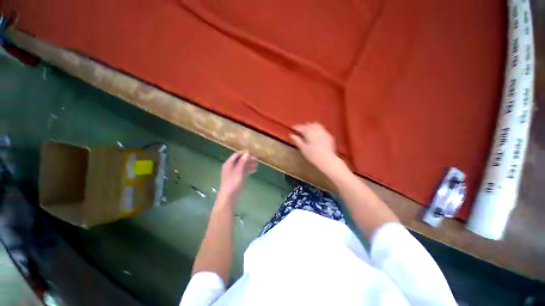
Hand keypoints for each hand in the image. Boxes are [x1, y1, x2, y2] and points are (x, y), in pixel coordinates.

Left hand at [217, 152, 257, 205]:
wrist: (229, 196)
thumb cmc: (233, 183)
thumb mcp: (238, 171)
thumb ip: (242, 162)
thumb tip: (246, 154)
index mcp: (229, 163)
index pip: (237, 155)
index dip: (245, 153)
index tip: (253, 154)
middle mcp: (230, 166)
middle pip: (240, 160)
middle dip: (248, 159)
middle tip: (257, 159)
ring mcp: (233, 172)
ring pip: (242, 165)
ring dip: (249, 164)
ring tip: (257, 165)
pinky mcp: (236, 178)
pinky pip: (243, 171)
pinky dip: (248, 169)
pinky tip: (254, 170)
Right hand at [290, 123, 337, 168]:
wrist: (327, 160)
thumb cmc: (313, 155)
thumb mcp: (303, 148)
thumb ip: (297, 140)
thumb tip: (292, 135)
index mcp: (309, 133)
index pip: (302, 127)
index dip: (297, 127)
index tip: (293, 127)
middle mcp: (317, 130)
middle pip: (310, 125)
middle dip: (304, 126)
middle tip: (300, 129)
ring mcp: (324, 133)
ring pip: (317, 125)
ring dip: (311, 126)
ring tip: (308, 130)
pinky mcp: (329, 137)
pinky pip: (322, 130)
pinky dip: (318, 130)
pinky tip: (316, 134)